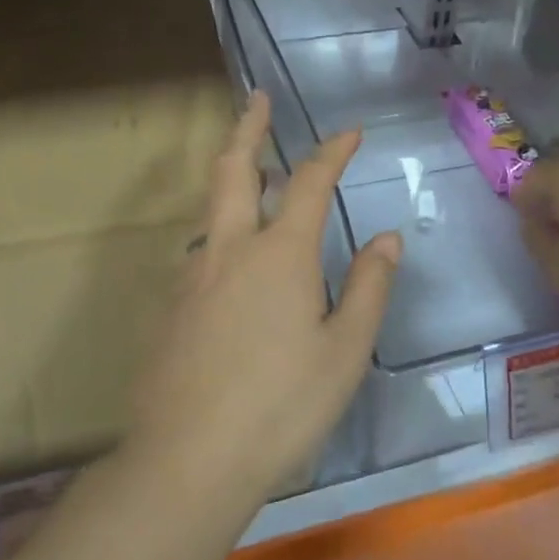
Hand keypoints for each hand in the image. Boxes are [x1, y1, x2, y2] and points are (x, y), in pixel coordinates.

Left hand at [129, 92, 400, 506]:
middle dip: (247, 127)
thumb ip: (368, 288)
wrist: (189, 460)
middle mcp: (229, 249)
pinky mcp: (171, 308)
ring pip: (211, 208)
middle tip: (256, 100)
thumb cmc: (282, 406)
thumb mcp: (344, 351)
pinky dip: (223, 230)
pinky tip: (236, 260)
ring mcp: (192, 276)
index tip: (350, 132)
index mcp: (279, 254)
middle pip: (234, 169)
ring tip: (254, 173)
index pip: (308, 182)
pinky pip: (202, 251)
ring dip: (233, 178)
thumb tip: (386, 239)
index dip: (332, 152)